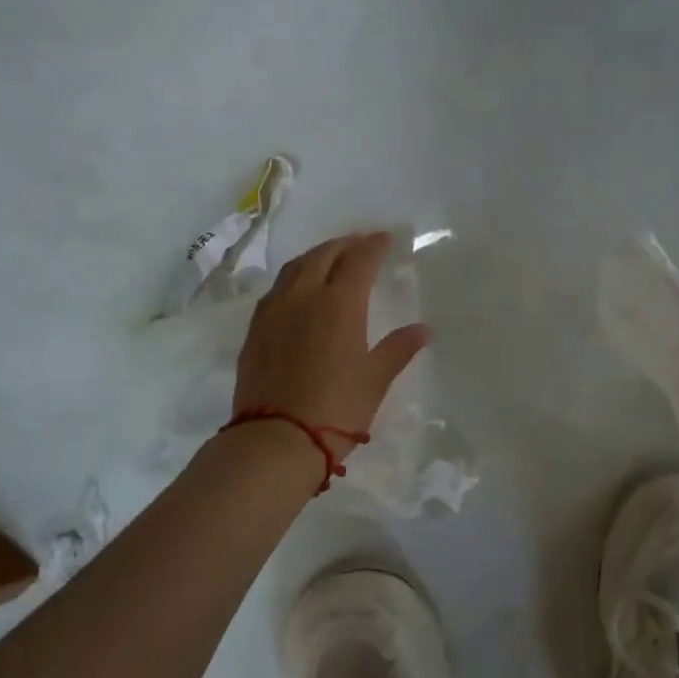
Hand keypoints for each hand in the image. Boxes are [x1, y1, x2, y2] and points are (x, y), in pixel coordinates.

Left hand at [233, 232, 429, 458]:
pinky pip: (277, 290)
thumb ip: (397, 349)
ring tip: (330, 257)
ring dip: (316, 256)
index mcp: (339, 303)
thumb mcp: (375, 379)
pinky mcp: (256, 330)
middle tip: (360, 242)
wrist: (276, 438)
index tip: (385, 239)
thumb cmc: (336, 408)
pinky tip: (299, 290)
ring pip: (295, 268)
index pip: (359, 261)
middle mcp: (304, 297)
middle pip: (324, 255)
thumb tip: (422, 330)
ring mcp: (274, 311)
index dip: (374, 246)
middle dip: (345, 244)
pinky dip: (294, 278)